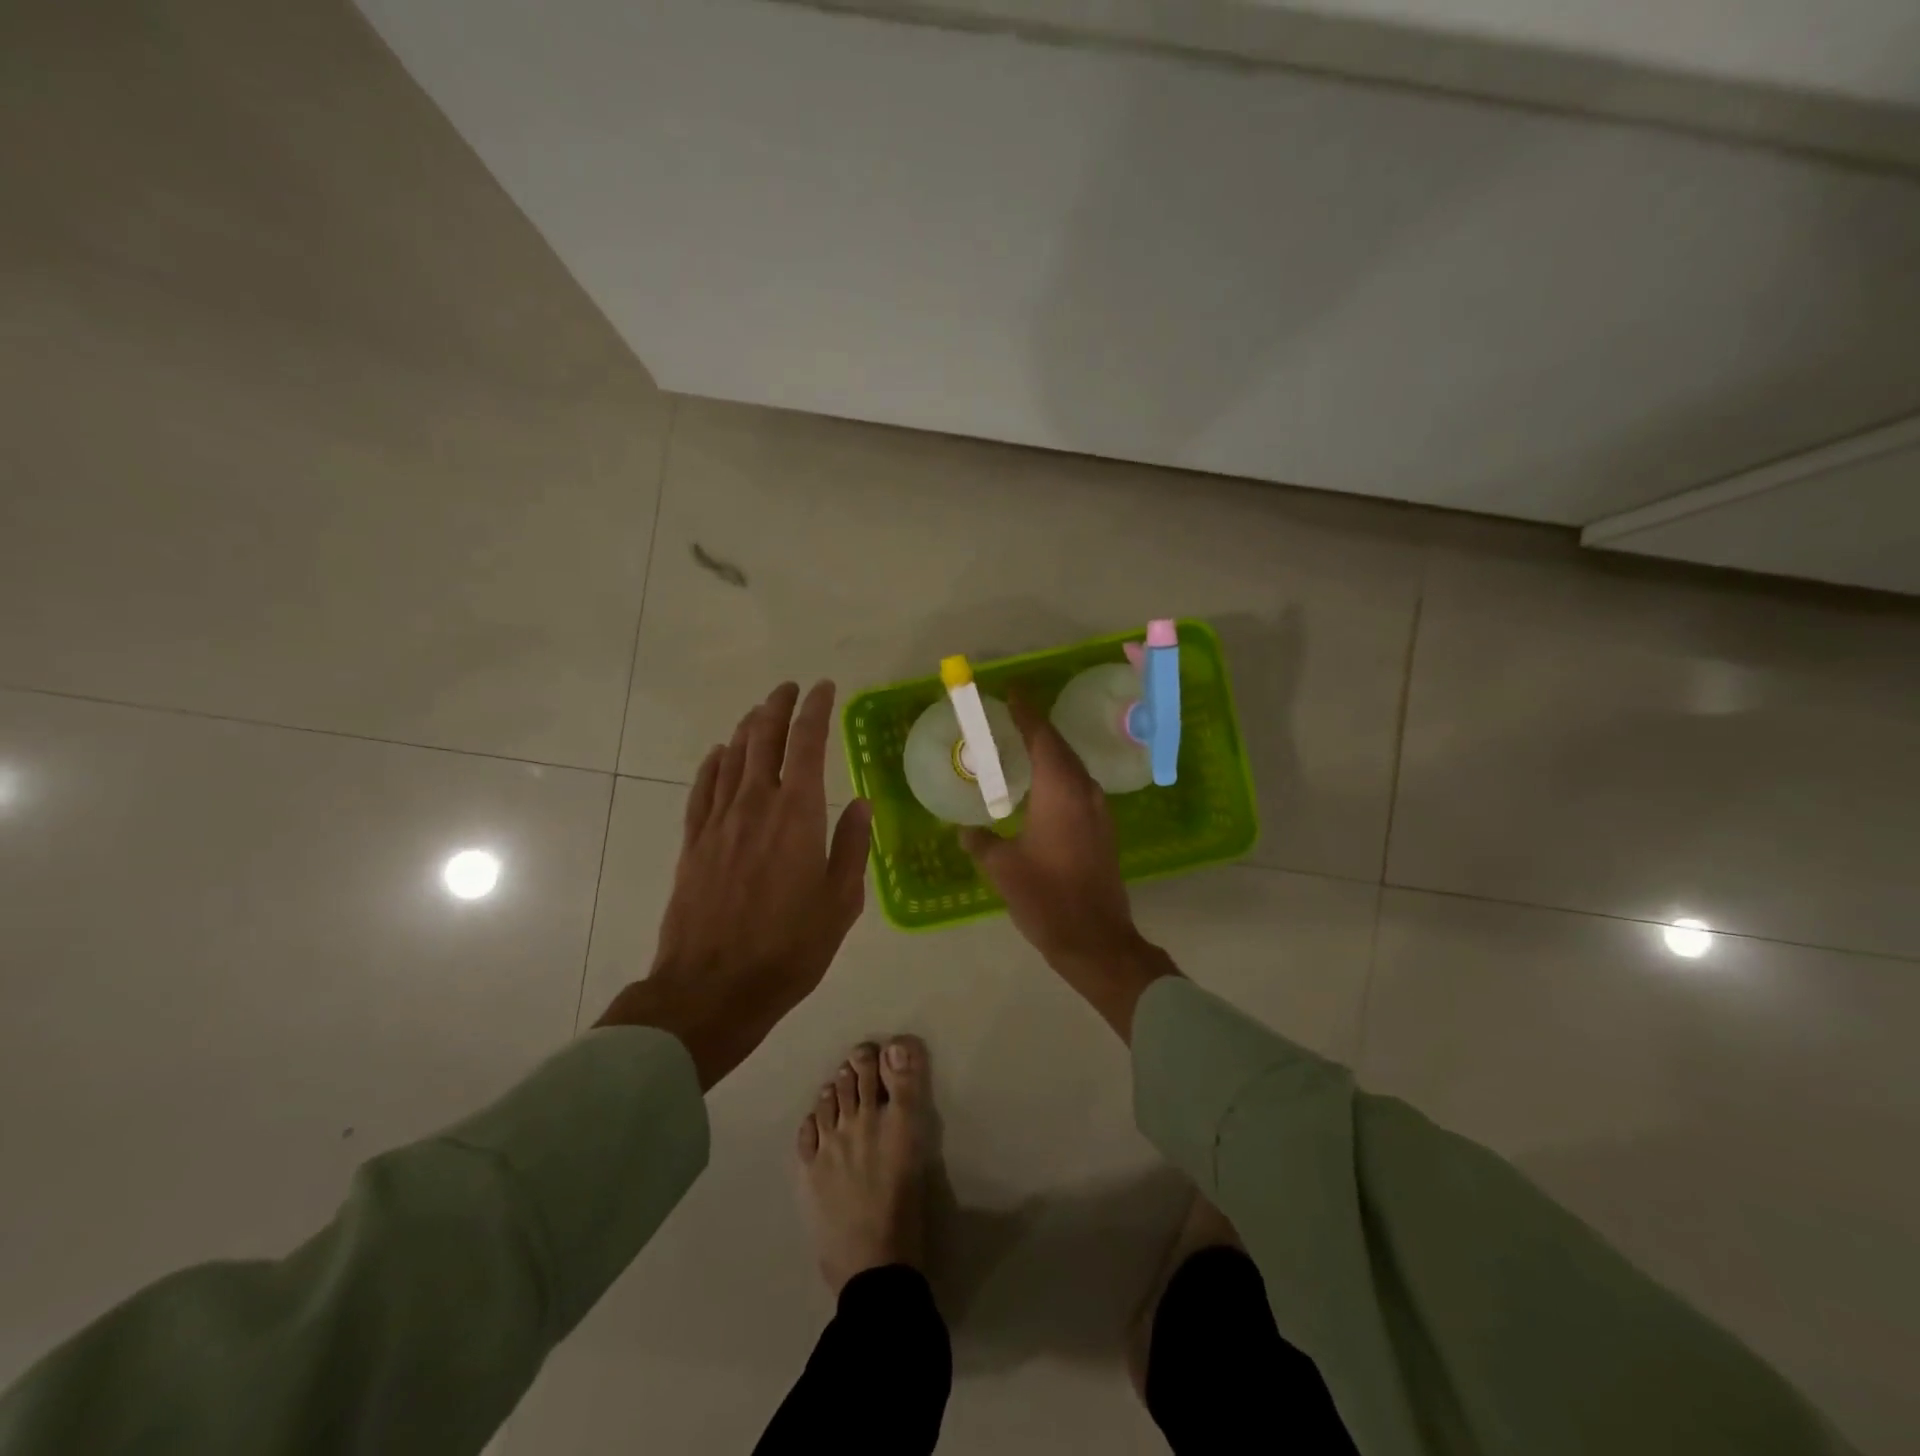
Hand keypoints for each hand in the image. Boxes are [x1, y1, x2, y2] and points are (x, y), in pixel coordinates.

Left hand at [598, 681, 872, 1087]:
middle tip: (790, 688)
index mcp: (797, 815)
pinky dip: (713, 763)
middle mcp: (754, 805)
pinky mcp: (693, 842)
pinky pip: (703, 788)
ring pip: (731, 757)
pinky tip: (719, 754)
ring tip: (761, 713)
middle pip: (763, 738)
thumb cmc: (789, 949)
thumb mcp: (840, 903)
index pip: (806, 743)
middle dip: (778, 707)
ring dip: (747, 728)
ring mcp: (718, 822)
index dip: (815, 710)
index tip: (824, 688)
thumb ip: (852, 847)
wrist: (712, 988)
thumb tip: (861, 804)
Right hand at [961, 693, 1176, 1039]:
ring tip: (1022, 747)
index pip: (1042, 737)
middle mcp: (1085, 792)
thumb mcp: (1003, 869)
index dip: (1027, 712)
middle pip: (1061, 748)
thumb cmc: (1046, 898)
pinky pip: (1079, 788)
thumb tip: (965, 830)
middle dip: (1037, 728)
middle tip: (1011, 716)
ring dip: (1050, 753)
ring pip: (1073, 768)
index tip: (1012, 691)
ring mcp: (1099, 811)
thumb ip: (980, 842)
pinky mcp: (1104, 830)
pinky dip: (1059, 777)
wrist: (1096, 939)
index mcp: (1060, 791)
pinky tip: (1041, 788)